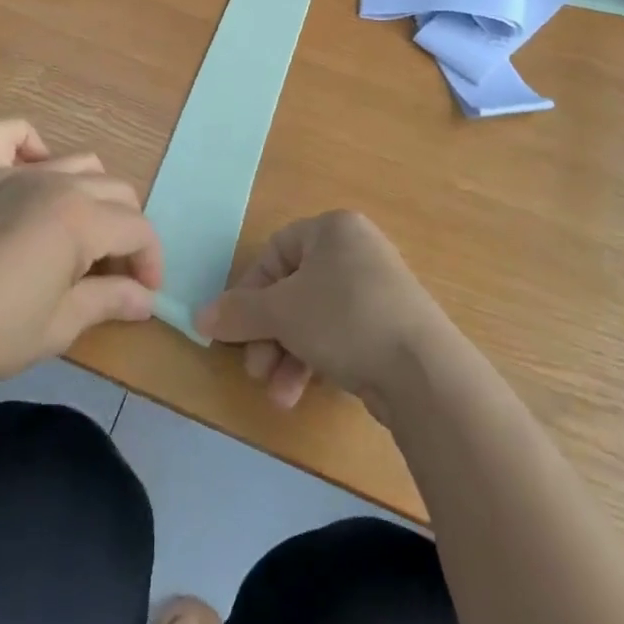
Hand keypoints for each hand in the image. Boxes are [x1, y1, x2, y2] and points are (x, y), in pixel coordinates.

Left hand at [0, 119, 163, 388]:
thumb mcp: (58, 326)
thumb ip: (108, 302)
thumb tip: (145, 299)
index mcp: (82, 219)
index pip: (138, 229)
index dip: (150, 261)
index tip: (144, 295)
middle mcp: (56, 183)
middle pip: (116, 192)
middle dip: (127, 232)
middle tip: (114, 276)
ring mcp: (16, 173)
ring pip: (78, 163)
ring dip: (93, 195)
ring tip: (82, 236)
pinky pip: (6, 135)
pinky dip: (27, 141)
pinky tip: (35, 165)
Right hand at [196, 211, 455, 418]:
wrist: (423, 370)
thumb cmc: (344, 318)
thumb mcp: (282, 312)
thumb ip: (238, 313)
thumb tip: (199, 317)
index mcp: (332, 229)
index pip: (275, 252)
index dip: (249, 291)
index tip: (234, 328)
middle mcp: (355, 251)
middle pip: (293, 290)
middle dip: (268, 334)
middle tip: (255, 369)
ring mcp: (376, 290)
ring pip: (313, 318)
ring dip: (287, 356)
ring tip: (277, 394)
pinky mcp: (389, 328)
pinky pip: (338, 336)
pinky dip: (315, 362)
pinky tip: (300, 394)